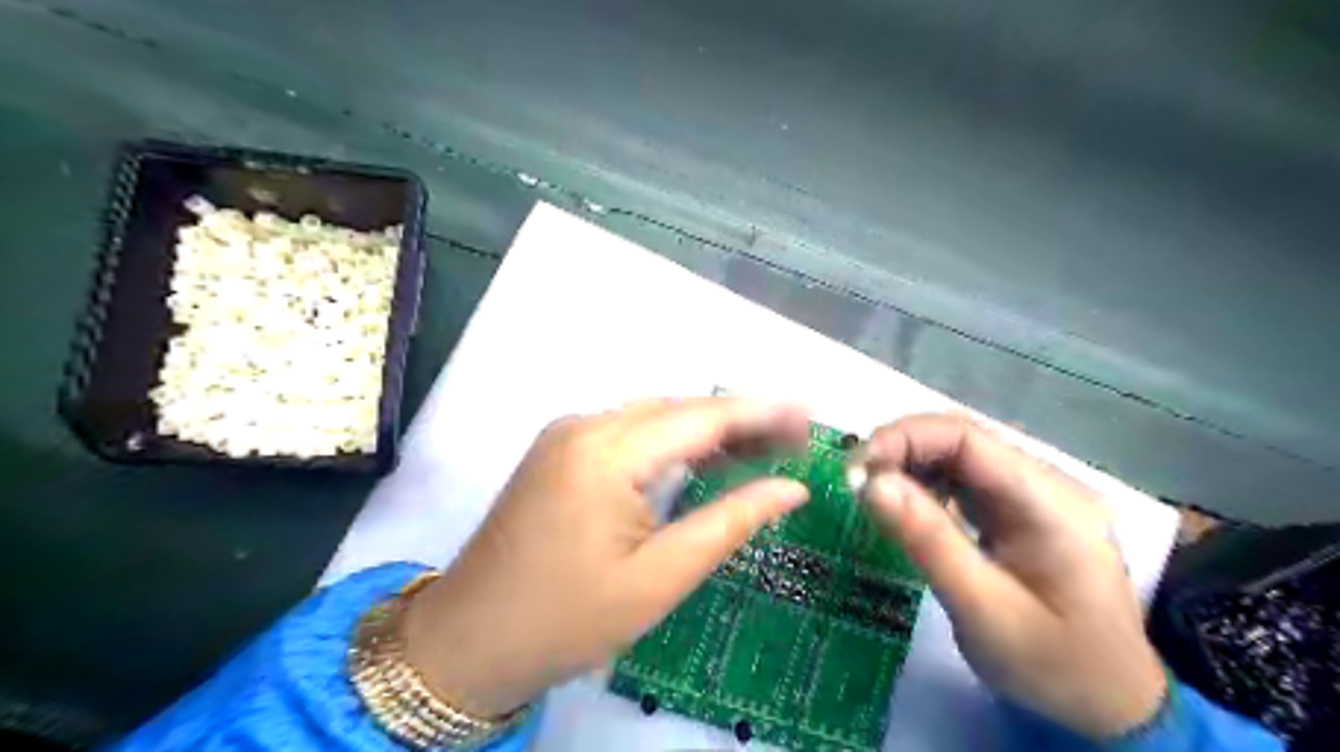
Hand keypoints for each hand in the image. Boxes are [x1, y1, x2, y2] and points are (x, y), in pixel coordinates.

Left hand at [404, 401, 811, 715]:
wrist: (469, 640)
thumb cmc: (566, 619)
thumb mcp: (659, 578)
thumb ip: (730, 522)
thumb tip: (792, 489)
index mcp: (605, 453)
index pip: (700, 417)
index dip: (760, 411)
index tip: (809, 413)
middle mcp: (584, 426)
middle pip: (678, 410)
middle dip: (739, 419)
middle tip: (796, 439)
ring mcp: (567, 435)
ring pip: (654, 418)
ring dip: (707, 430)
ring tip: (764, 447)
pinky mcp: (560, 451)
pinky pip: (629, 433)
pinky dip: (672, 442)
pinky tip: (705, 459)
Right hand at [859, 417, 1162, 741]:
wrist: (1111, 707)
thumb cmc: (1053, 666)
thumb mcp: (984, 611)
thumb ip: (929, 542)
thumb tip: (870, 484)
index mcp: (1051, 503)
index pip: (969, 438)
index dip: (905, 439)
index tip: (857, 469)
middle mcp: (1046, 484)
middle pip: (962, 439)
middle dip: (901, 450)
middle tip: (855, 483)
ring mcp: (1034, 496)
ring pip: (958, 456)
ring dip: (909, 465)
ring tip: (871, 493)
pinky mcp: (1018, 511)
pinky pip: (964, 480)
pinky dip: (925, 485)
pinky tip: (904, 506)